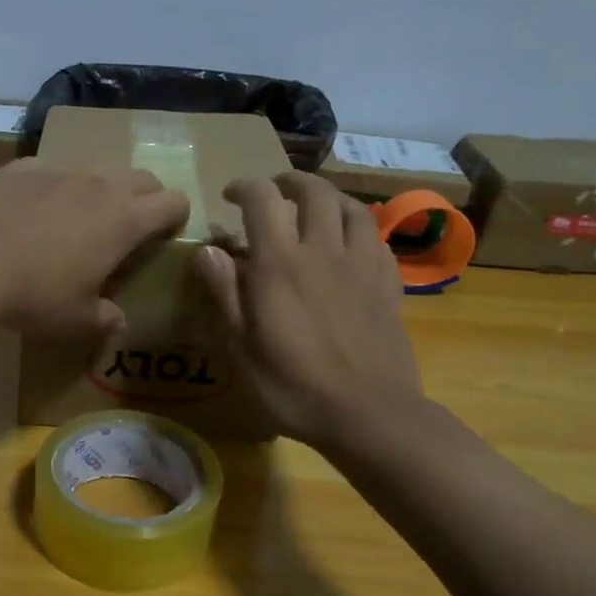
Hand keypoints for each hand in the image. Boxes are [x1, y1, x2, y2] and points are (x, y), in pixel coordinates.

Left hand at [0, 159, 189, 337]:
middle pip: (142, 178)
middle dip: (146, 198)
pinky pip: (50, 170)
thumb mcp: (75, 319)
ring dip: (100, 191)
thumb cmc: (35, 295)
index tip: (166, 235)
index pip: (173, 202)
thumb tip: (118, 321)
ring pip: (96, 169)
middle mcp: (99, 185)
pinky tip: (31, 212)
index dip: (177, 217)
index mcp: (124, 220)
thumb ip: (104, 318)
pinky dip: (53, 187)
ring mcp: (60, 170)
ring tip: (78, 220)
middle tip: (130, 228)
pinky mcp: (23, 167)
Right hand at [195, 171, 423, 445]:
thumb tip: (207, 249)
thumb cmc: (293, 387)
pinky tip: (349, 244)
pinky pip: (376, 238)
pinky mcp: (388, 283)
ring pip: (351, 207)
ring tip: (313, 208)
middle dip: (289, 182)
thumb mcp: (241, 348)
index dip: (244, 187)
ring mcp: (362, 265)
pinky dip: (357, 228)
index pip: (263, 199)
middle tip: (274, 192)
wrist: (369, 414)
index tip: (230, 196)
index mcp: (281, 264)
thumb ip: (224, 293)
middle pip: (313, 192)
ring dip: (328, 198)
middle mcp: (323, 251)